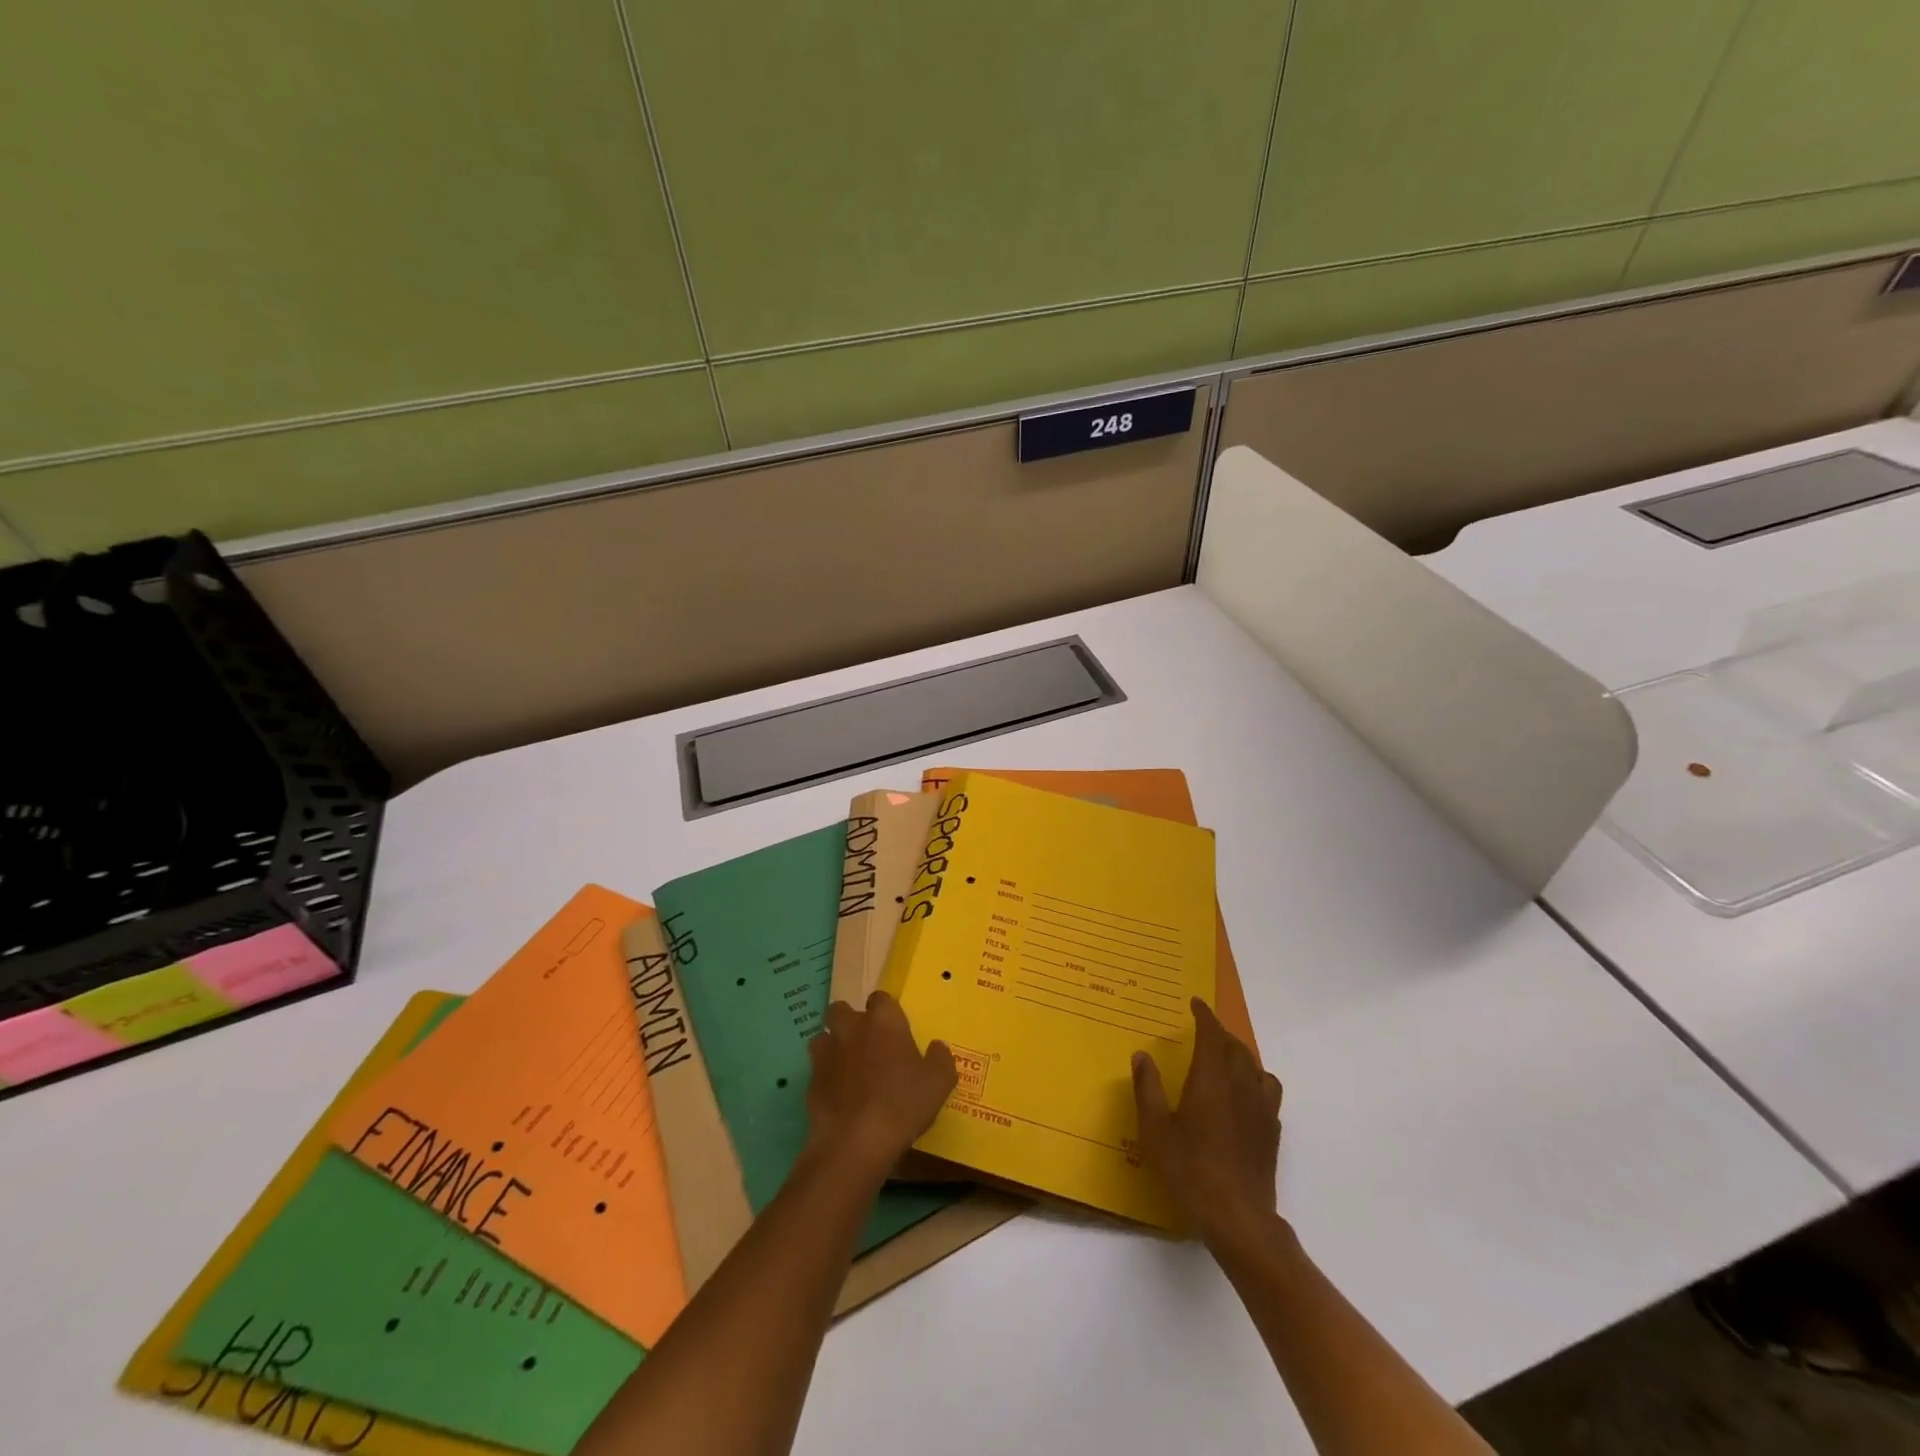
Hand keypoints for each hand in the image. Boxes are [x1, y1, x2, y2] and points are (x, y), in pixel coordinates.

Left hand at [804, 991, 956, 1182]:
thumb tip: (937, 1047)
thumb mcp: (939, 1083)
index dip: (886, 1011)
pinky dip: (826, 1078)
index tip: (894, 1029)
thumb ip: (941, 1059)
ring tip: (848, 1067)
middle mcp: (851, 1028)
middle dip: (849, 1021)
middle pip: (841, 1009)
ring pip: (823, 1037)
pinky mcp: (810, 1082)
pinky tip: (839, 1097)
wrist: (855, 1142)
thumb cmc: (902, 1103)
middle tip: (866, 1043)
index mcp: (883, 1021)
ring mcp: (826, 1054)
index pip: (880, 998)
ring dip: (833, 1046)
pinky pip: (817, 1071)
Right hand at [1133, 998, 1282, 1248]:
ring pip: (1256, 1066)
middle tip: (1204, 1032)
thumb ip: (1148, 1090)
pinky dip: (1256, 1081)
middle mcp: (1240, 1086)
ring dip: (1241, 1055)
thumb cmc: (1190, 1172)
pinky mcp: (1271, 1131)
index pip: (1212, 1035)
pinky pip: (1268, 1091)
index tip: (1195, 1003)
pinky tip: (1243, 1096)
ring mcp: (1261, 1109)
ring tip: (1225, 1061)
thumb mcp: (1156, 1132)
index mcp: (1211, 1081)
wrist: (1239, 1219)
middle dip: (1220, 1033)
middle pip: (1236, 1047)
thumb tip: (1142, 1055)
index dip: (1205, 1016)